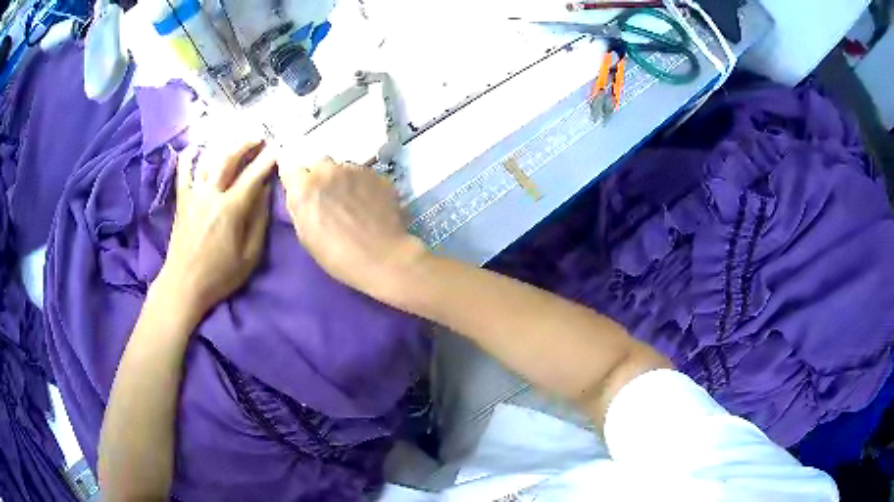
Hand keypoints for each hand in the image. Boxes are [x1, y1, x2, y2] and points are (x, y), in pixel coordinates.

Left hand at [156, 139, 275, 315]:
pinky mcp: (181, 199)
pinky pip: (183, 170)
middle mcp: (210, 195)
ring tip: (236, 140)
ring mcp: (193, 194)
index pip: (252, 176)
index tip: (278, 149)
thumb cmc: (219, 276)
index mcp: (230, 210)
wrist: (183, 285)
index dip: (267, 160)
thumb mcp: (249, 256)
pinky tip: (198, 147)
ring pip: (208, 158)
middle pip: (229, 158)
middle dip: (246, 143)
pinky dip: (190, 154)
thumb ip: (258, 221)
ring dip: (225, 144)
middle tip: (259, 137)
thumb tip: (264, 192)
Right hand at [278, 157, 424, 296]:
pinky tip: (369, 204)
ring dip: (342, 180)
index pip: (290, 170)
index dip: (295, 180)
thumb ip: (300, 208)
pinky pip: (362, 174)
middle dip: (319, 177)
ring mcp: (354, 169)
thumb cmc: (337, 256)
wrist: (382, 257)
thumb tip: (302, 196)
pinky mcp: (376, 174)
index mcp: (304, 188)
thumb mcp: (306, 236)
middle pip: (318, 164)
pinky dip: (362, 185)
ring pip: (342, 168)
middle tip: (327, 198)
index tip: (300, 190)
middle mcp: (327, 171)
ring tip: (351, 202)